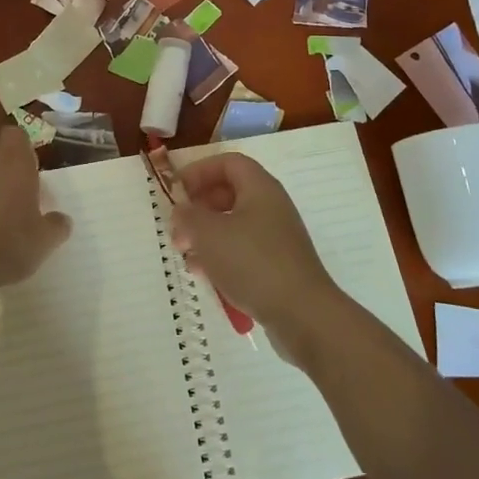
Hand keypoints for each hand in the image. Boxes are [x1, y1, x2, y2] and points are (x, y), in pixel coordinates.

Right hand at [171, 153, 343, 344]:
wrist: (302, 315)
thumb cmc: (253, 263)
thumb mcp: (209, 234)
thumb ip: (188, 216)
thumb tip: (181, 209)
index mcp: (260, 188)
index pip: (228, 163)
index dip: (199, 171)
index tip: (176, 191)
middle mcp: (270, 206)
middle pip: (229, 193)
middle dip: (198, 207)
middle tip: (177, 227)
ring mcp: (276, 237)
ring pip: (233, 224)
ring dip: (205, 234)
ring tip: (185, 253)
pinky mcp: (276, 265)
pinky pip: (242, 250)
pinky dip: (220, 256)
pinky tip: (204, 274)